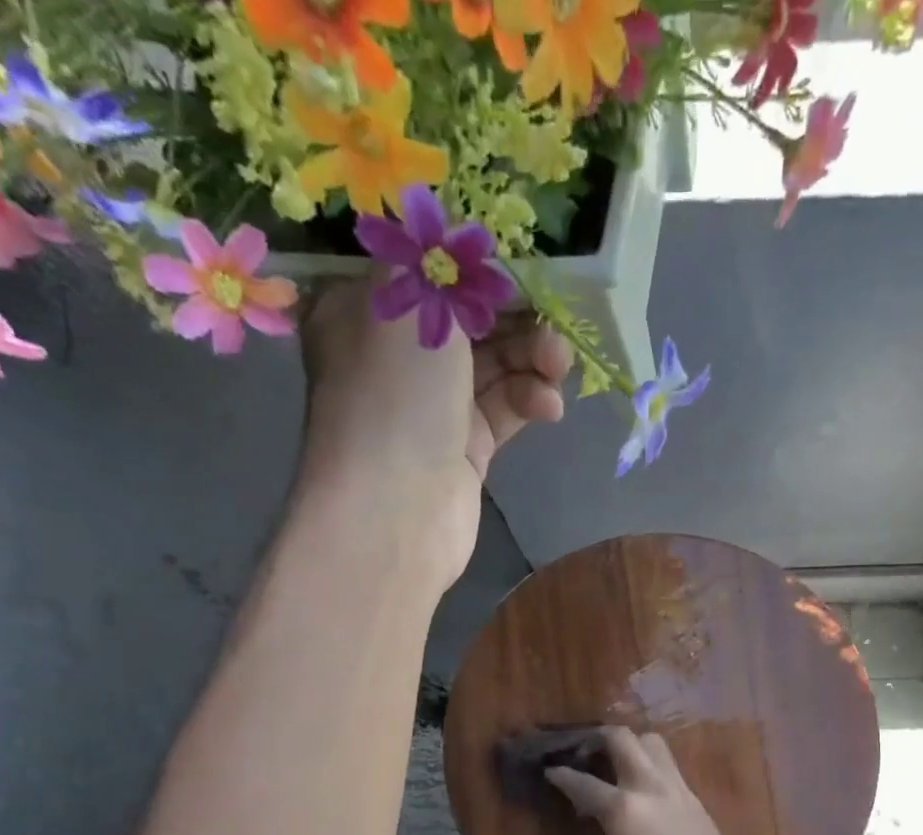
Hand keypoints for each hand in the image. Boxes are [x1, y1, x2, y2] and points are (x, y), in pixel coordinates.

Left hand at [296, 279, 571, 590]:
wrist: (394, 510)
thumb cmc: (393, 394)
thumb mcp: (406, 300)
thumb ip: (435, 260)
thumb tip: (453, 236)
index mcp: (363, 313)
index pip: (425, 273)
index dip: (475, 266)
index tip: (522, 265)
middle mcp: (395, 359)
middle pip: (467, 320)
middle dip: (515, 315)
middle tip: (556, 317)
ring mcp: (431, 407)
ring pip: (493, 367)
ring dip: (531, 358)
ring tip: (559, 366)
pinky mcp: (464, 449)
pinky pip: (504, 410)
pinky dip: (529, 401)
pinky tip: (549, 406)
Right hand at [545, 728, 751, 834]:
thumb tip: (599, 830)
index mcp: (622, 810)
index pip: (583, 783)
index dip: (561, 775)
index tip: (550, 771)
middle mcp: (649, 787)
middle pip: (622, 738)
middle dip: (597, 738)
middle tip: (584, 752)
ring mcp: (676, 788)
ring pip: (652, 742)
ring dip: (630, 744)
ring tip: (617, 763)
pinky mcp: (695, 798)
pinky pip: (668, 766)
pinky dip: (650, 764)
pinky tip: (642, 788)